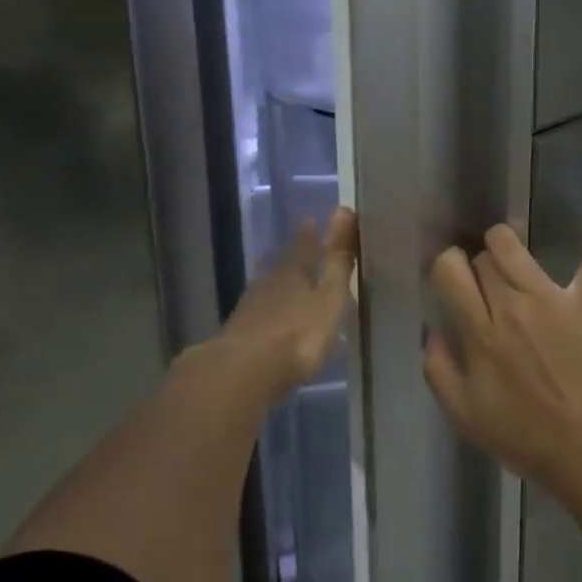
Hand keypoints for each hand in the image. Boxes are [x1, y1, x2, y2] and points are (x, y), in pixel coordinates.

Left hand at [213, 207, 358, 401]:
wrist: (243, 372)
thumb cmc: (298, 334)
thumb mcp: (329, 297)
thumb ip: (337, 259)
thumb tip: (343, 209)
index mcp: (294, 273)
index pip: (304, 247)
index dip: (309, 235)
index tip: (310, 221)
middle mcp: (269, 285)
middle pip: (281, 265)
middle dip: (290, 257)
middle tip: (296, 245)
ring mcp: (249, 309)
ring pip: (265, 287)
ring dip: (275, 282)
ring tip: (282, 278)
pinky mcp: (238, 335)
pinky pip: (256, 312)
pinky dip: (265, 309)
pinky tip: (266, 316)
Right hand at [424, 225, 581, 494]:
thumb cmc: (526, 437)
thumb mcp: (465, 416)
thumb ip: (439, 370)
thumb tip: (434, 332)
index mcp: (481, 332)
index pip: (450, 269)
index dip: (447, 267)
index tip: (453, 280)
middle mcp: (514, 305)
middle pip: (485, 255)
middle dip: (479, 264)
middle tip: (486, 286)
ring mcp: (555, 299)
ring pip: (518, 246)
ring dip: (509, 246)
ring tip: (514, 262)